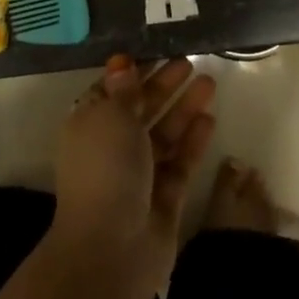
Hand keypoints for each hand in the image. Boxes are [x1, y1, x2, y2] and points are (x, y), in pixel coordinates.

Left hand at [50, 56, 216, 290]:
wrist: (113, 247)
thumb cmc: (106, 170)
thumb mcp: (111, 117)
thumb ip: (124, 90)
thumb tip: (121, 62)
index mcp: (88, 126)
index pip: (110, 91)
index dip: (131, 72)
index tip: (156, 51)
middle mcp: (111, 148)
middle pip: (140, 109)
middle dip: (163, 85)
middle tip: (189, 61)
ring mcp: (139, 174)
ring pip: (164, 133)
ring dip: (184, 108)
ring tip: (209, 81)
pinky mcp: (164, 197)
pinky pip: (180, 161)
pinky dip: (193, 140)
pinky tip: (210, 118)